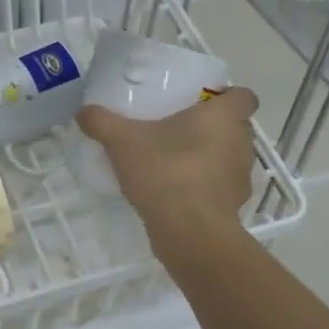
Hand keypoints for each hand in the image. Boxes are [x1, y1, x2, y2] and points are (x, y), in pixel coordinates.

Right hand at [76, 88, 259, 251]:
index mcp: (224, 117)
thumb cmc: (165, 171)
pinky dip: (204, 187)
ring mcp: (241, 178)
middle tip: (178, 130)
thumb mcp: (122, 141)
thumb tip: (83, 112)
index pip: (245, 96)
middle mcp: (241, 143)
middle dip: (211, 128)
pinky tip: (176, 193)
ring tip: (175, 163)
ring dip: (209, 158)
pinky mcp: (234, 206)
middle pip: (235, 127)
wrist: (188, 231)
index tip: (202, 102)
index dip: (228, 96)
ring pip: (228, 158)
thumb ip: (102, 122)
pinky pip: (220, 188)